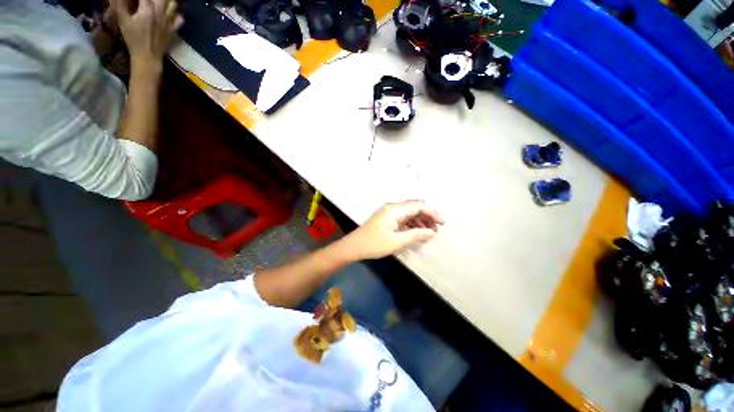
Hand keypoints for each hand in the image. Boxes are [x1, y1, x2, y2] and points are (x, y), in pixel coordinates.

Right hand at [111, 0, 183, 67]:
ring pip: (173, 4)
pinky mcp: (172, 29)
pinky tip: (172, 13)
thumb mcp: (123, 21)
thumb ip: (120, 5)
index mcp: (147, 9)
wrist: (148, 56)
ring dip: (168, 1)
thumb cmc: (133, 39)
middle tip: (148, 1)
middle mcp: (160, 12)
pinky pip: (180, 20)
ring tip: (161, 2)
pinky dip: (177, 14)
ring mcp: (168, 21)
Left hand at [340, 200, 444, 260]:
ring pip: (409, 212)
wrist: (354, 246)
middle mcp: (393, 207)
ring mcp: (389, 212)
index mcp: (395, 209)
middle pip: (415, 207)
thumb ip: (416, 235)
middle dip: (427, 216)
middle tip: (436, 229)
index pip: (418, 205)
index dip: (432, 212)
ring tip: (429, 232)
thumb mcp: (397, 241)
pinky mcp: (386, 218)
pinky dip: (412, 224)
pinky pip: (403, 218)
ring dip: (420, 220)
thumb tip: (432, 232)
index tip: (442, 223)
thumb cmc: (375, 244)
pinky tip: (416, 232)